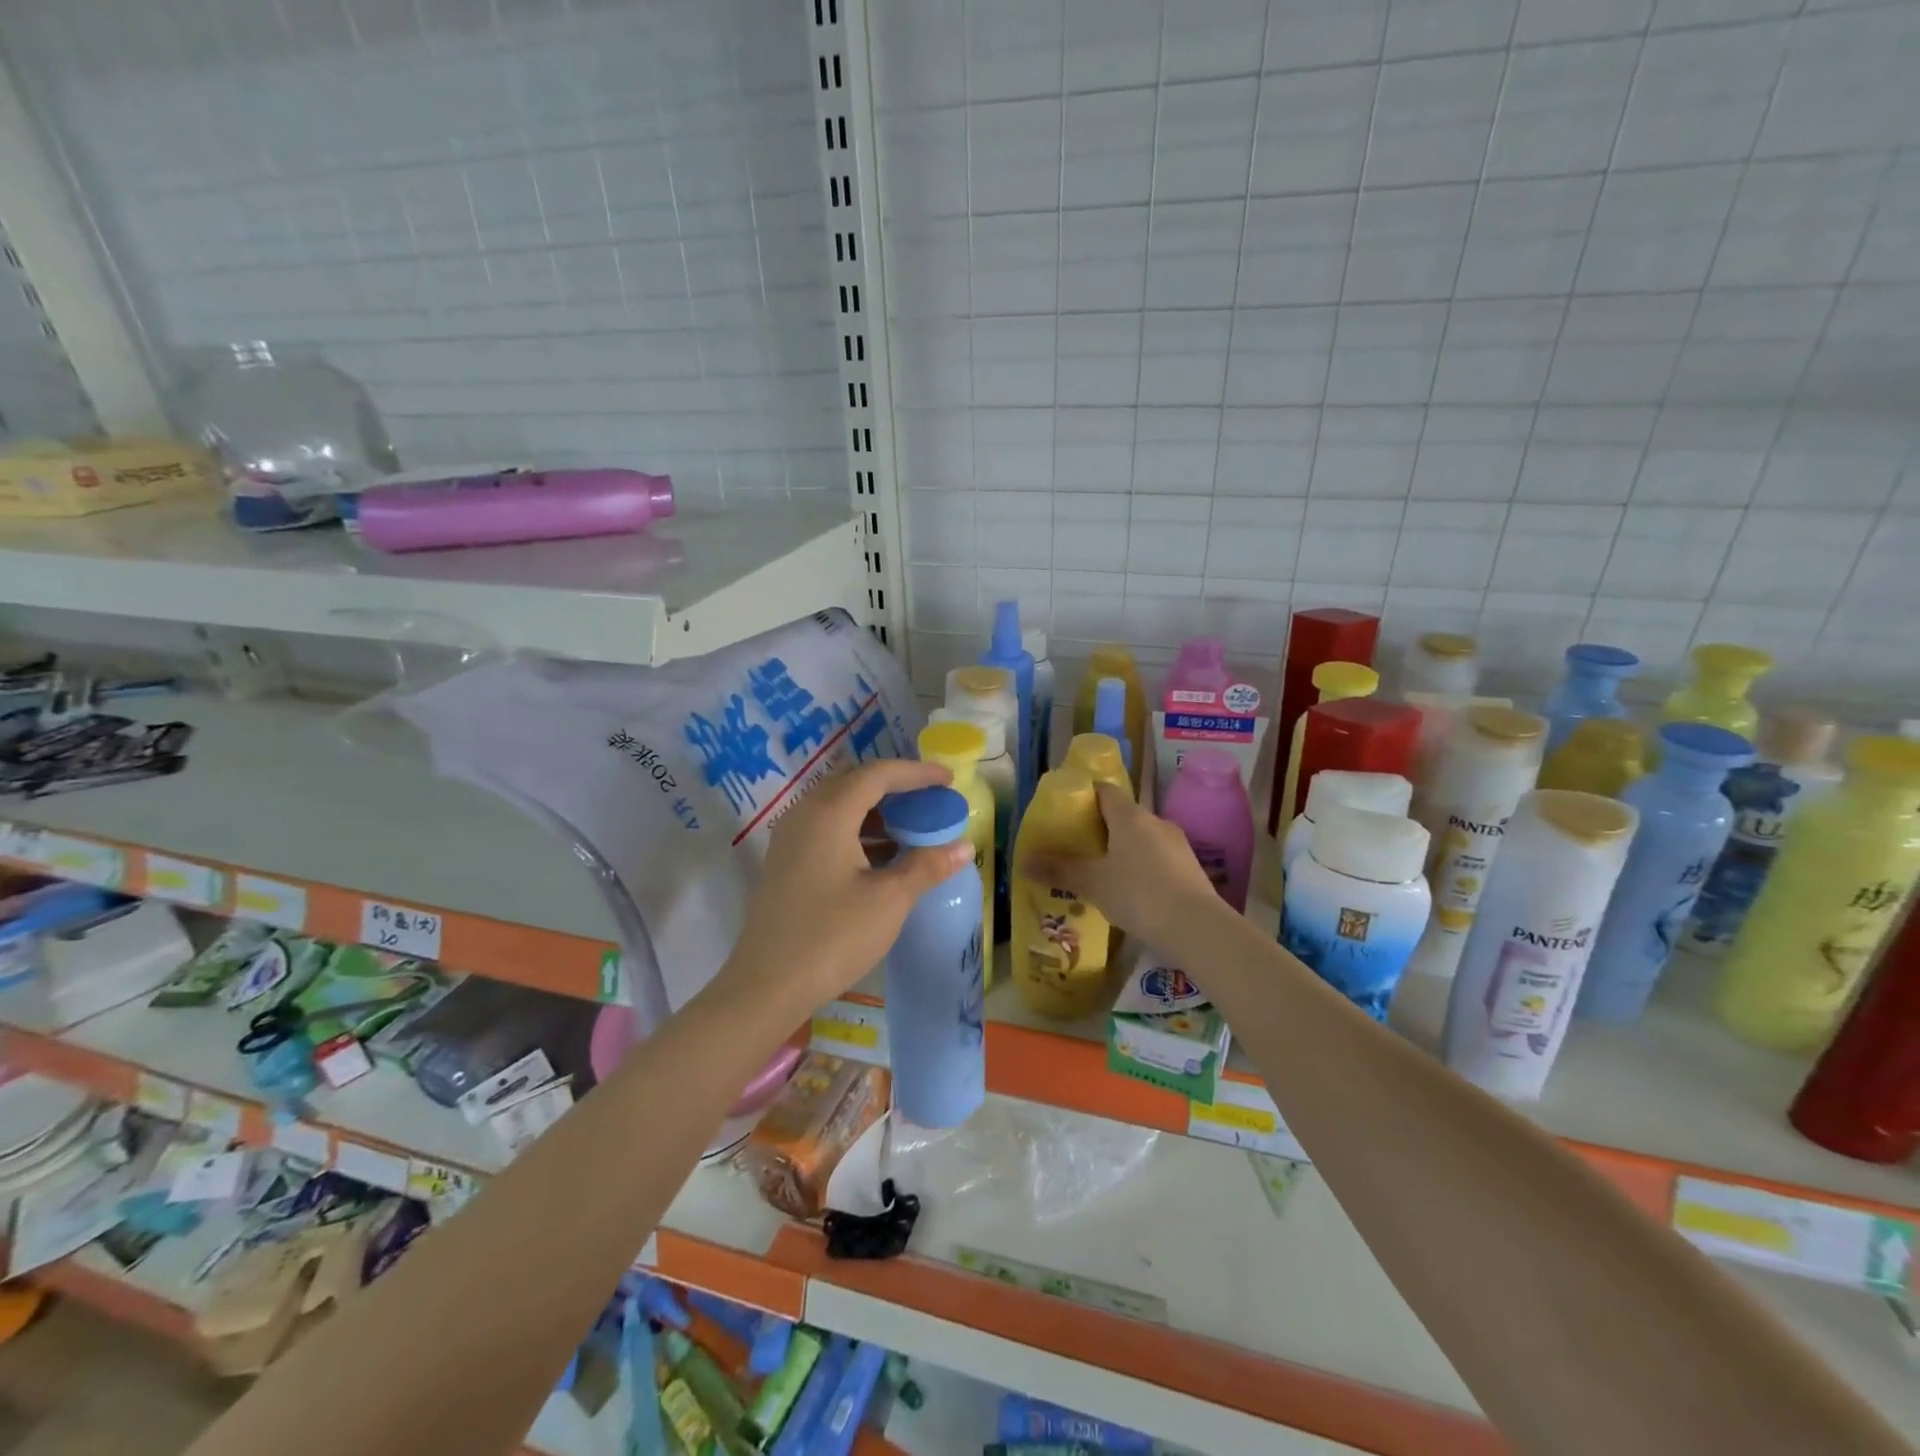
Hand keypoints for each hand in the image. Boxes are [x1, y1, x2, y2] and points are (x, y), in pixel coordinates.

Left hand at [718, 757, 970, 1018]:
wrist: (766, 987)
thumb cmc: (832, 938)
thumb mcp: (889, 900)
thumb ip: (926, 866)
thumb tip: (963, 846)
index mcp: (829, 813)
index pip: (877, 774)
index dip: (916, 773)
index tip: (948, 780)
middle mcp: (805, 814)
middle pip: (855, 782)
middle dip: (896, 786)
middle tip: (930, 799)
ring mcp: (791, 838)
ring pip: (839, 806)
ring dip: (877, 810)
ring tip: (913, 827)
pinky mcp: (787, 861)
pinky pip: (827, 827)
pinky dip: (858, 830)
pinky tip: (883, 856)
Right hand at [1022, 782, 1226, 954]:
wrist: (1197, 927)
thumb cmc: (1138, 894)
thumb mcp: (1092, 882)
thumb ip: (1058, 869)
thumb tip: (1022, 861)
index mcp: (1129, 815)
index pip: (1104, 790)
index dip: (1084, 796)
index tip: (1066, 811)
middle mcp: (1155, 821)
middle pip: (1122, 815)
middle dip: (1100, 828)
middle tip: (1076, 848)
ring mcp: (1177, 844)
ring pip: (1141, 838)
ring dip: (1122, 850)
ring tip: (1101, 873)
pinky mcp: (1190, 868)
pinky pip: (1157, 858)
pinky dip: (1141, 867)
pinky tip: (1130, 892)